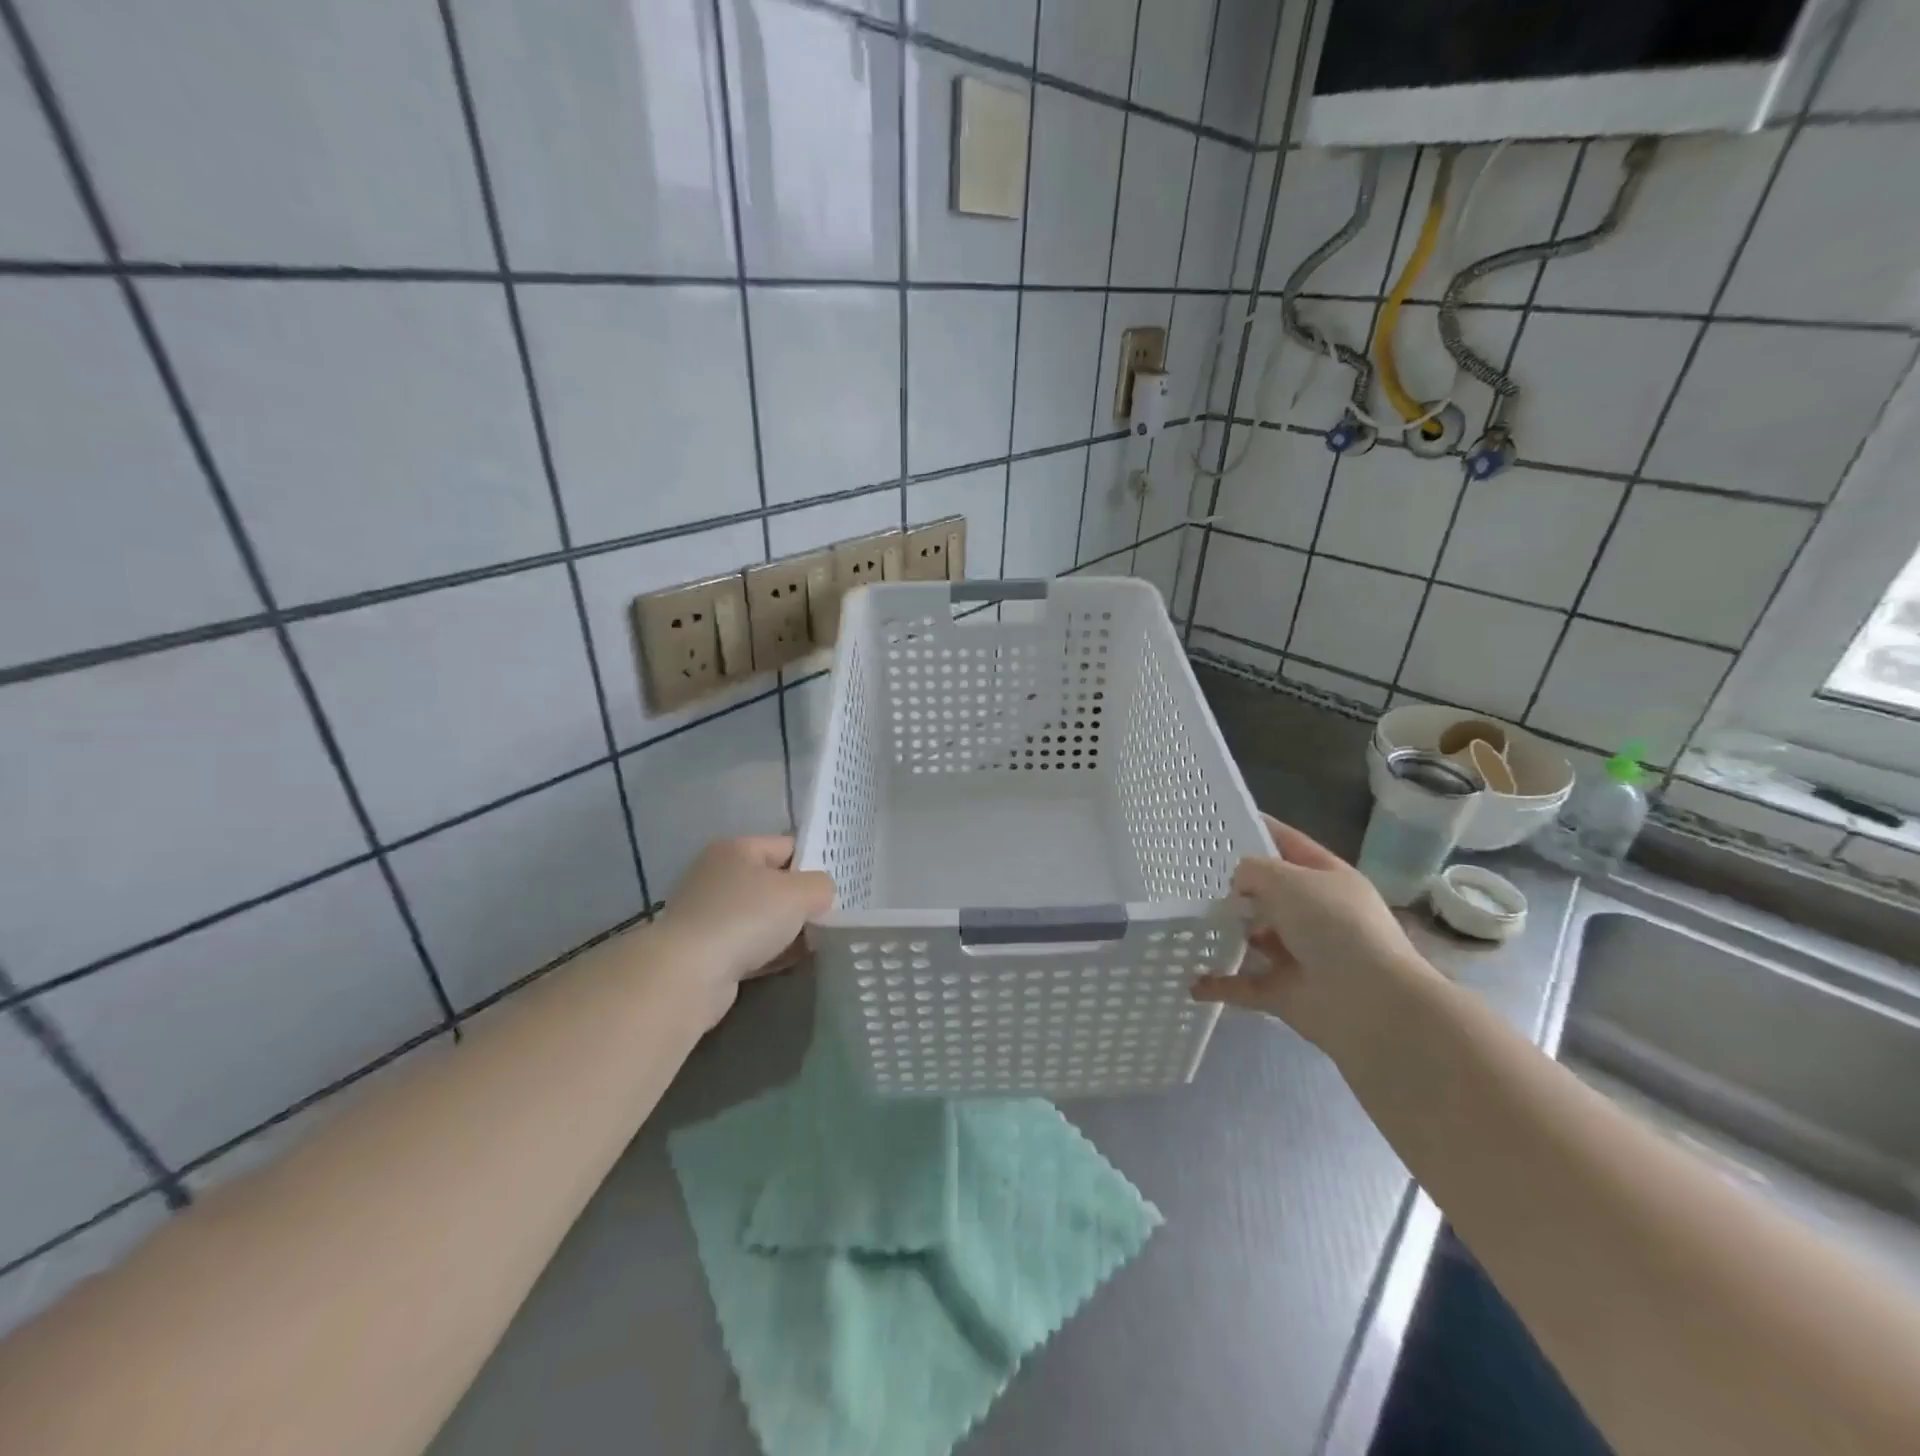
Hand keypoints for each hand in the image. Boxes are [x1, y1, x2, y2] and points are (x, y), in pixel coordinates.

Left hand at [654, 836, 834, 1026]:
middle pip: (773, 882)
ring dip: (787, 929)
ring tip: (818, 942)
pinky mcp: (706, 951)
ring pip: (762, 917)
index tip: (838, 886)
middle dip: (801, 900)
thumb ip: (821, 886)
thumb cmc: (745, 918)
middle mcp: (717, 875)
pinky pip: (749, 946)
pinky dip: (771, 952)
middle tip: (831, 915)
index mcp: (736, 849)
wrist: (688, 974)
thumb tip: (821, 894)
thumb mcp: (799, 893)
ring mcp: (708, 914)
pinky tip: (793, 961)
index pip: (787, 846)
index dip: (815, 862)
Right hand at [1192, 815, 1436, 1058]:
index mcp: (1327, 878)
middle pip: (1269, 893)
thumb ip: (1253, 871)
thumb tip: (1239, 887)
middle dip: (1234, 887)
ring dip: (1225, 934)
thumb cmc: (1334, 927)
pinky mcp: (1285, 993)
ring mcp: (1300, 955)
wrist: (1370, 1004)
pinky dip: (1219, 984)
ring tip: (1186, 923)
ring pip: (1254, 938)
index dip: (1258, 829)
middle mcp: (1316, 914)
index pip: (1287, 844)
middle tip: (1190, 877)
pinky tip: (1192, 980)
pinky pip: (1244, 984)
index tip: (1217, 823)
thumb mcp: (1288, 880)